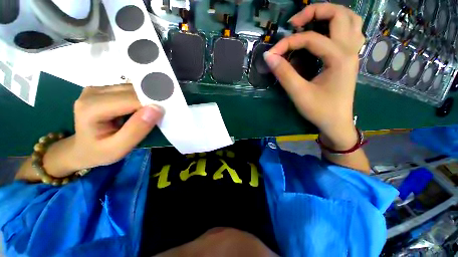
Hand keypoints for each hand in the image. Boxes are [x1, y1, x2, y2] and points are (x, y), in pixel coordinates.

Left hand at [43, 84, 162, 177]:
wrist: (81, 148)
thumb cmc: (99, 152)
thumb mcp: (119, 148)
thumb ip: (137, 129)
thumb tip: (157, 108)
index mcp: (92, 108)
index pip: (130, 100)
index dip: (151, 104)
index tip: (166, 113)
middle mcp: (93, 92)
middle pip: (132, 91)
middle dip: (151, 100)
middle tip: (162, 113)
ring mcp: (97, 88)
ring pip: (133, 88)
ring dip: (148, 98)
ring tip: (153, 112)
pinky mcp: (104, 89)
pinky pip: (130, 89)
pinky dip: (142, 97)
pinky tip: (143, 108)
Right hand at [264, 3, 364, 149]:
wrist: (336, 123)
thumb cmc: (319, 110)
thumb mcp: (299, 93)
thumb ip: (284, 73)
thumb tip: (269, 57)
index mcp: (339, 58)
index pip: (310, 39)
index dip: (287, 43)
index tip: (271, 54)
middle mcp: (350, 50)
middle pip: (339, 14)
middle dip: (315, 11)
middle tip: (294, 23)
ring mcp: (353, 53)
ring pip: (350, 19)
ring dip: (330, 14)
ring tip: (310, 22)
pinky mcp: (350, 58)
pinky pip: (351, 31)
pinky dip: (338, 25)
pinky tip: (325, 32)